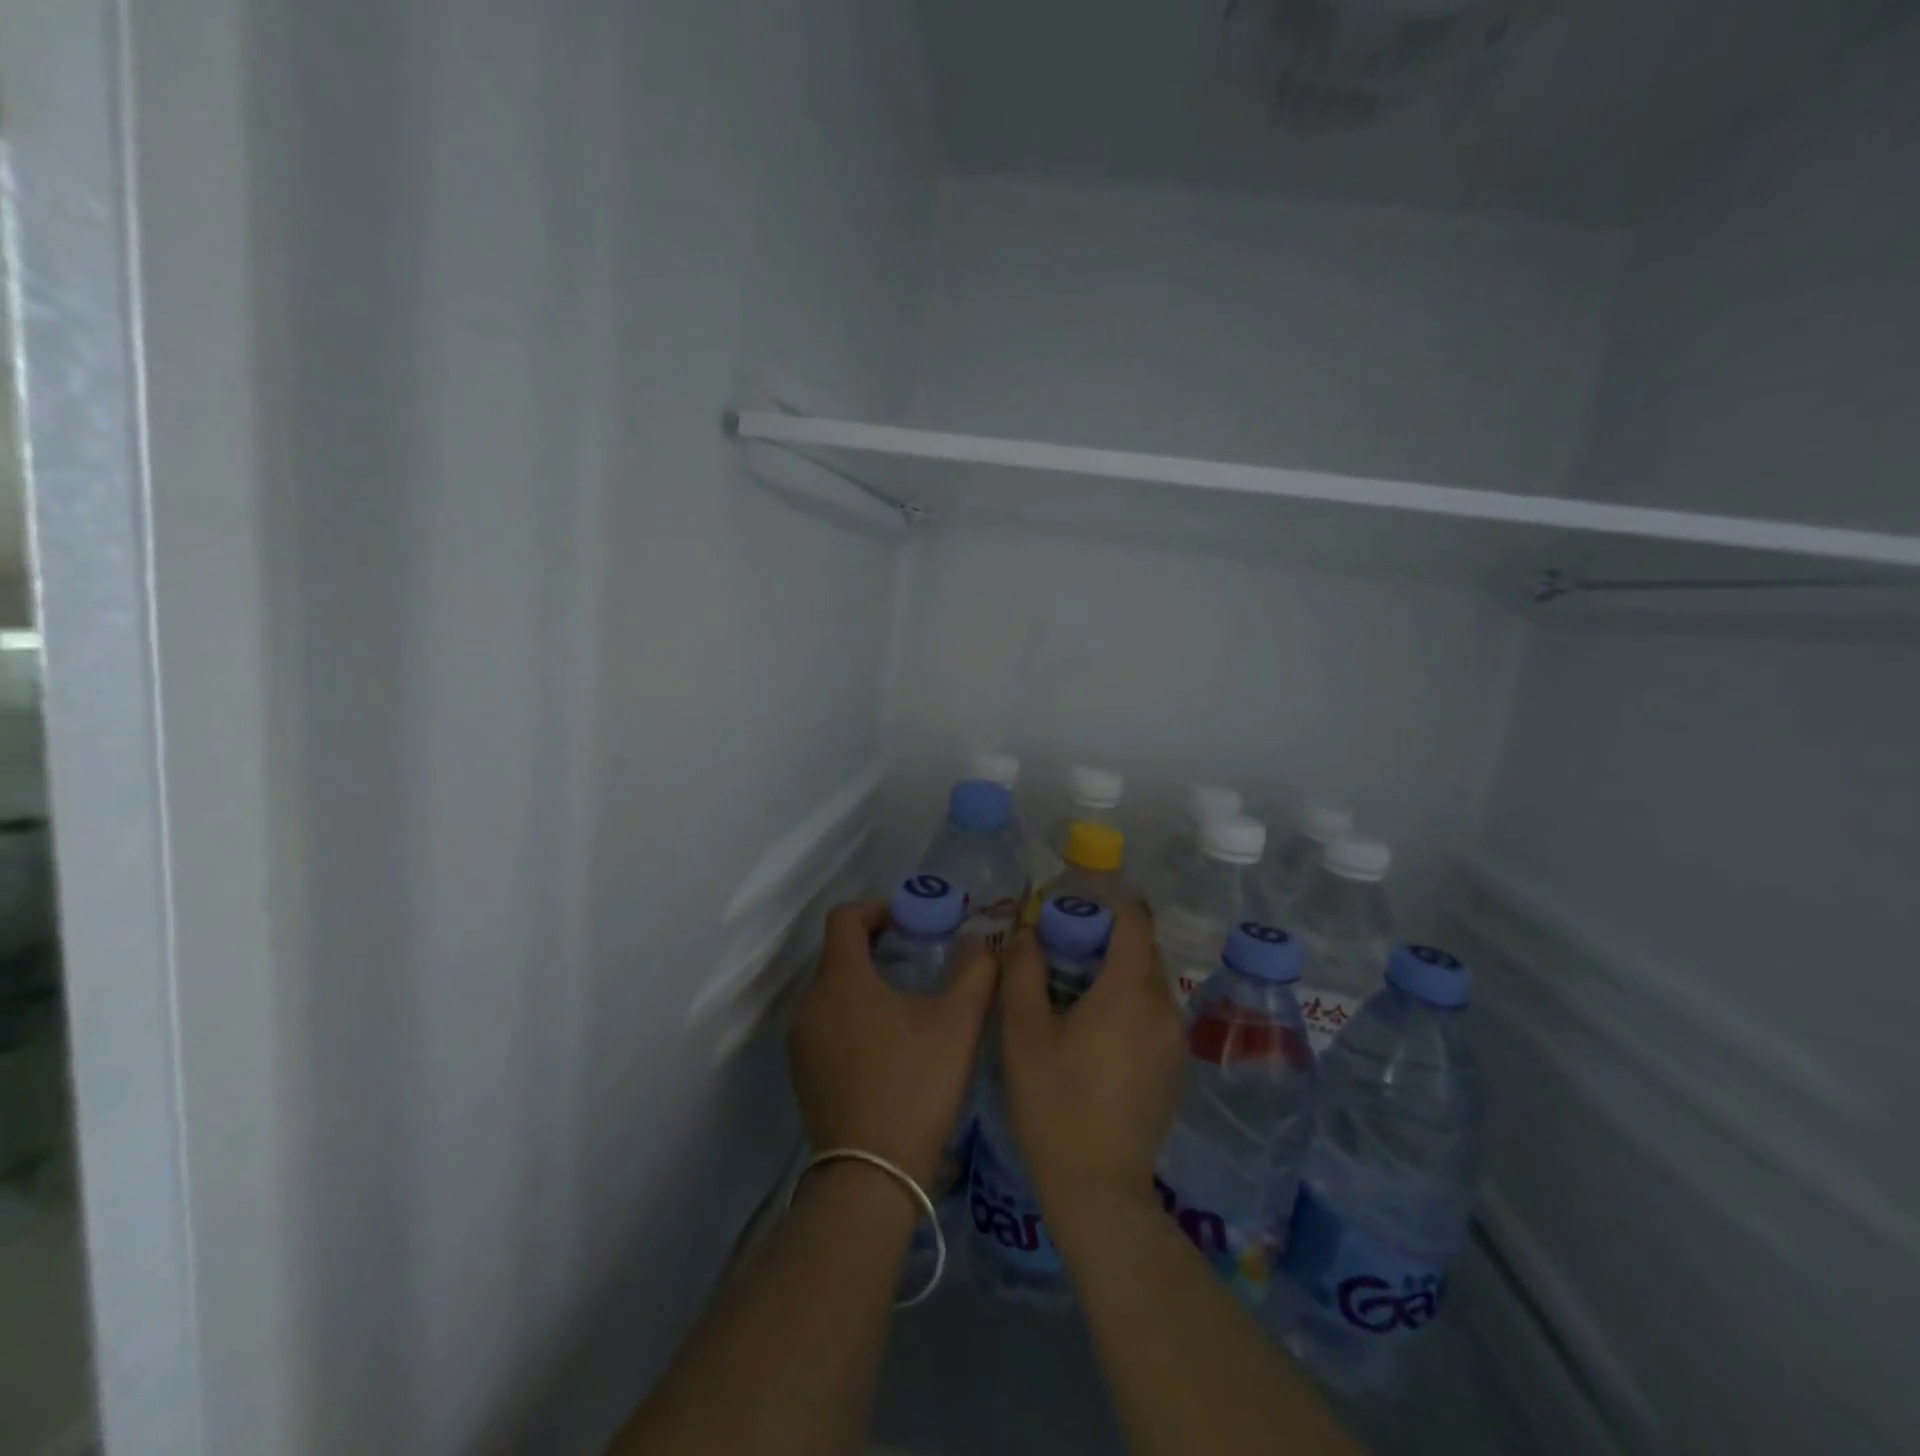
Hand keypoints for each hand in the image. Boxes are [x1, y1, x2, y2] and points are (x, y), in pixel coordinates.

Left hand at [788, 901, 999, 1189]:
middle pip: (838, 952)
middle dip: (875, 946)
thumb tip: (981, 940)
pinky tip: (884, 1043)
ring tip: (904, 1001)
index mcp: (841, 979)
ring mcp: (800, 1039)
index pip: (845, 917)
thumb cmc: (915, 1087)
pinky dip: (850, 1014)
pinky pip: (824, 1021)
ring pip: (831, 989)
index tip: (908, 921)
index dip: (877, 908)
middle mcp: (810, 1001)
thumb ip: (975, 971)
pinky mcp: (801, 1071)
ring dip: (863, 981)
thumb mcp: (958, 1023)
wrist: (869, 1177)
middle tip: (916, 958)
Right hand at [999, 899, 1186, 1224]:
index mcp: (1129, 990)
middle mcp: (1163, 1008)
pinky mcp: (1176, 1070)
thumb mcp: (1024, 1033)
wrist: (1098, 1189)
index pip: (1136, 923)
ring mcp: (1175, 1042)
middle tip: (1071, 943)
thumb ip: (1024, 972)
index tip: (1088, 896)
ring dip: (1122, 974)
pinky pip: (1156, 1017)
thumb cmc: (1054, 1102)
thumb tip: (1029, 932)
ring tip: (1081, 987)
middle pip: (1144, 953)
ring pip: (1151, 986)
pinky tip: (1101, 1032)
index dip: (1116, 902)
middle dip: (1113, 938)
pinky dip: (1133, 1006)